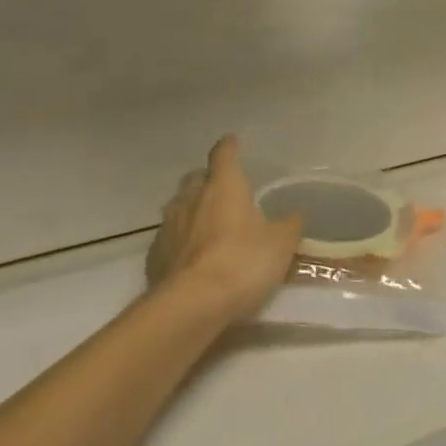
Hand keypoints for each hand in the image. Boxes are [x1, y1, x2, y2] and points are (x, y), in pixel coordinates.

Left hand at [145, 136, 301, 324]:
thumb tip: (292, 215)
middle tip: (221, 190)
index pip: (223, 155)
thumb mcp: (281, 243)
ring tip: (207, 225)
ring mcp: (167, 228)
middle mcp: (191, 200)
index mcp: (223, 187)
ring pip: (178, 208)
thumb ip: (288, 224)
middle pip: (195, 179)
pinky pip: (168, 240)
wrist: (192, 305)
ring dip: (191, 211)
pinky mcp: (154, 257)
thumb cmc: (243, 262)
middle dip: (206, 180)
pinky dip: (180, 242)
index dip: (229, 147)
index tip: (232, 141)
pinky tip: (192, 258)